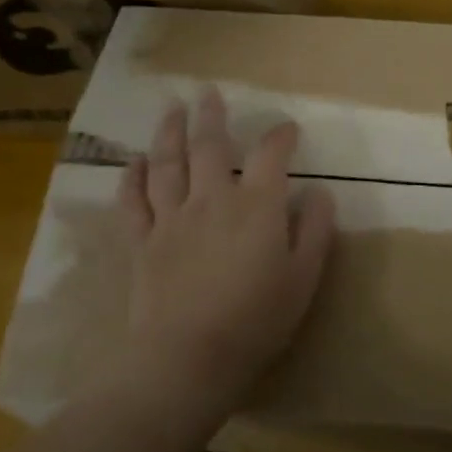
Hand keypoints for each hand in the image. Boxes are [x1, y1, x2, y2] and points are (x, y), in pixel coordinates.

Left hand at [112, 87, 335, 436]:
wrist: (188, 358)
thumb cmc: (256, 320)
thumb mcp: (304, 278)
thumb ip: (315, 230)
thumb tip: (319, 193)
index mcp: (256, 207)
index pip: (272, 156)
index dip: (281, 136)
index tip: (287, 128)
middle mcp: (212, 200)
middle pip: (210, 146)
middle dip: (212, 116)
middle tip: (208, 92)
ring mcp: (171, 219)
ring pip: (167, 164)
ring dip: (169, 132)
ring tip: (171, 109)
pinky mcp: (142, 242)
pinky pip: (133, 201)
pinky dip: (132, 177)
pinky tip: (134, 162)